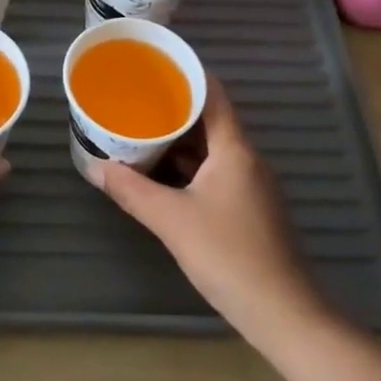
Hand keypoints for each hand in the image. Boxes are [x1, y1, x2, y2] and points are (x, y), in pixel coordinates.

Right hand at [93, 78, 318, 342]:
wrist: (284, 316)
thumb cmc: (229, 256)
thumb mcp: (172, 221)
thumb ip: (132, 191)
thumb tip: (96, 168)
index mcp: (234, 149)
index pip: (213, 92)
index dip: (185, 73)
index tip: (153, 65)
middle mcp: (246, 158)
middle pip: (209, 118)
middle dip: (173, 107)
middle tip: (135, 98)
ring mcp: (250, 184)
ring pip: (211, 147)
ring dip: (179, 139)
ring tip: (140, 130)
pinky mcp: (248, 208)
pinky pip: (215, 170)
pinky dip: (188, 165)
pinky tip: (161, 173)